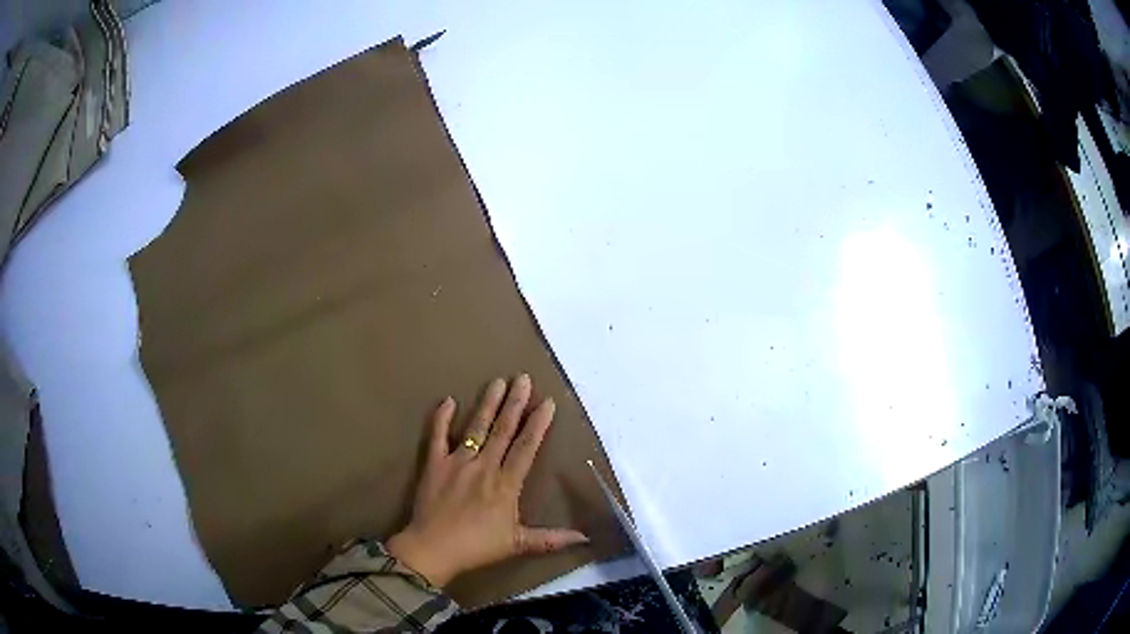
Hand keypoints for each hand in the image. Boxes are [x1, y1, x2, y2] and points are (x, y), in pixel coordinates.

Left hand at [386, 374, 588, 586]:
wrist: (434, 548)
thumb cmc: (478, 547)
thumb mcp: (518, 544)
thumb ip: (551, 538)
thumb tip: (585, 538)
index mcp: (506, 483)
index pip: (526, 447)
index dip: (538, 424)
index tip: (547, 402)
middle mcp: (485, 466)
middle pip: (503, 430)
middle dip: (515, 403)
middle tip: (522, 377)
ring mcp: (458, 462)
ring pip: (476, 427)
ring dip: (488, 404)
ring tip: (497, 381)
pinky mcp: (434, 464)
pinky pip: (437, 436)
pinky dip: (441, 418)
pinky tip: (448, 400)